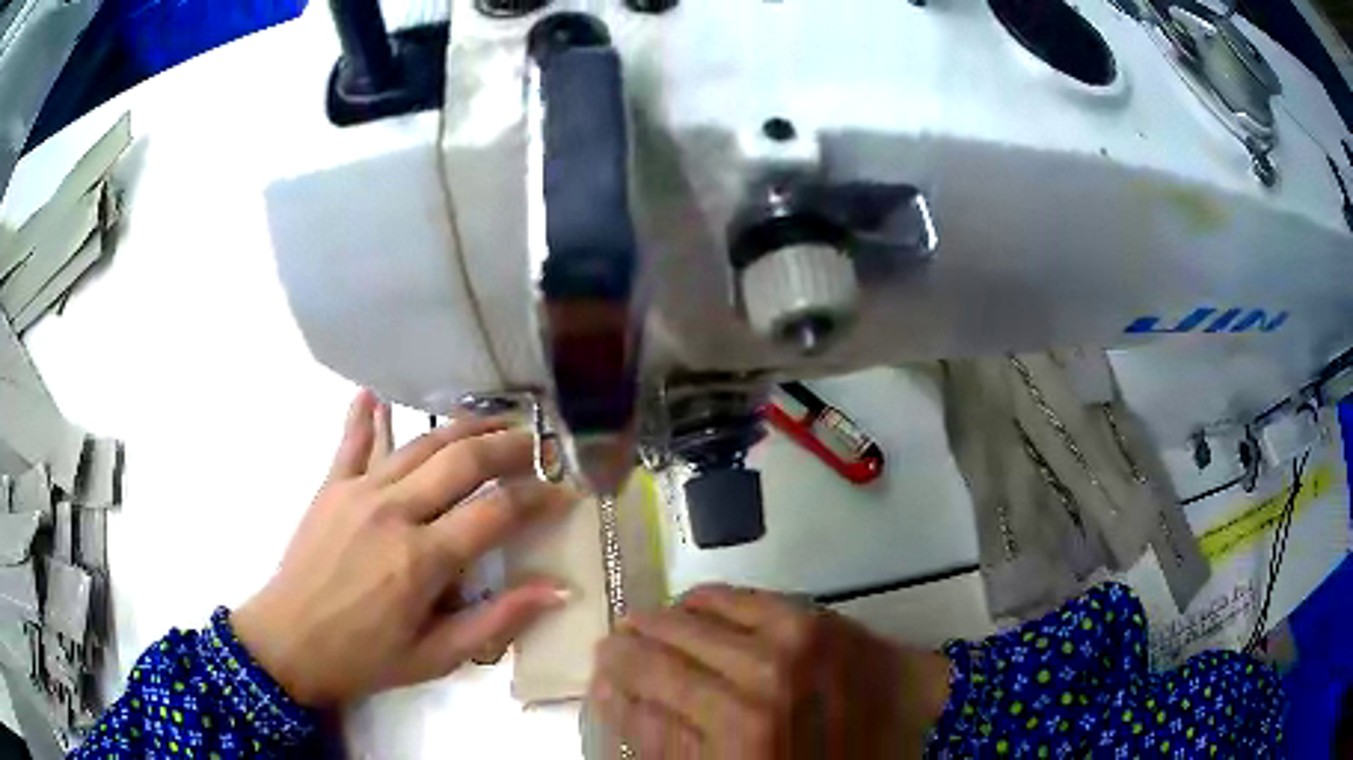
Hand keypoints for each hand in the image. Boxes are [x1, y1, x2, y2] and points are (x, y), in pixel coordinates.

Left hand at [232, 390, 578, 708]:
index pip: (496, 511)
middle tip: (536, 444)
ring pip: (419, 443)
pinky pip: (352, 441)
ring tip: (492, 421)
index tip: (564, 494)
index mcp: (423, 559)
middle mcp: (394, 511)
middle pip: (462, 460)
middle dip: (508, 446)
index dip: (538, 499)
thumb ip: (497, 620)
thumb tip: (558, 589)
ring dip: (460, 427)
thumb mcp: (436, 657)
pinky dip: (366, 415)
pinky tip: (375, 393)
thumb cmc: (365, 658)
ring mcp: (358, 491)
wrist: (288, 643)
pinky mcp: (331, 486)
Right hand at [589, 585, 950, 758]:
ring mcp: (775, 651)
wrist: (909, 717)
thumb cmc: (829, 755)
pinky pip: (721, 596)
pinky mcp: (800, 616)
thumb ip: (681, 745)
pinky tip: (687, 611)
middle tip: (611, 652)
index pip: (637, 713)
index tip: (600, 684)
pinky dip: (693, 602)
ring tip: (644, 630)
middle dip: (618, 655)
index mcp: (733, 750)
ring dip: (650, 625)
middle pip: (648, 663)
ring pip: (677, 623)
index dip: (608, 695)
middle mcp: (745, 700)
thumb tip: (624, 702)